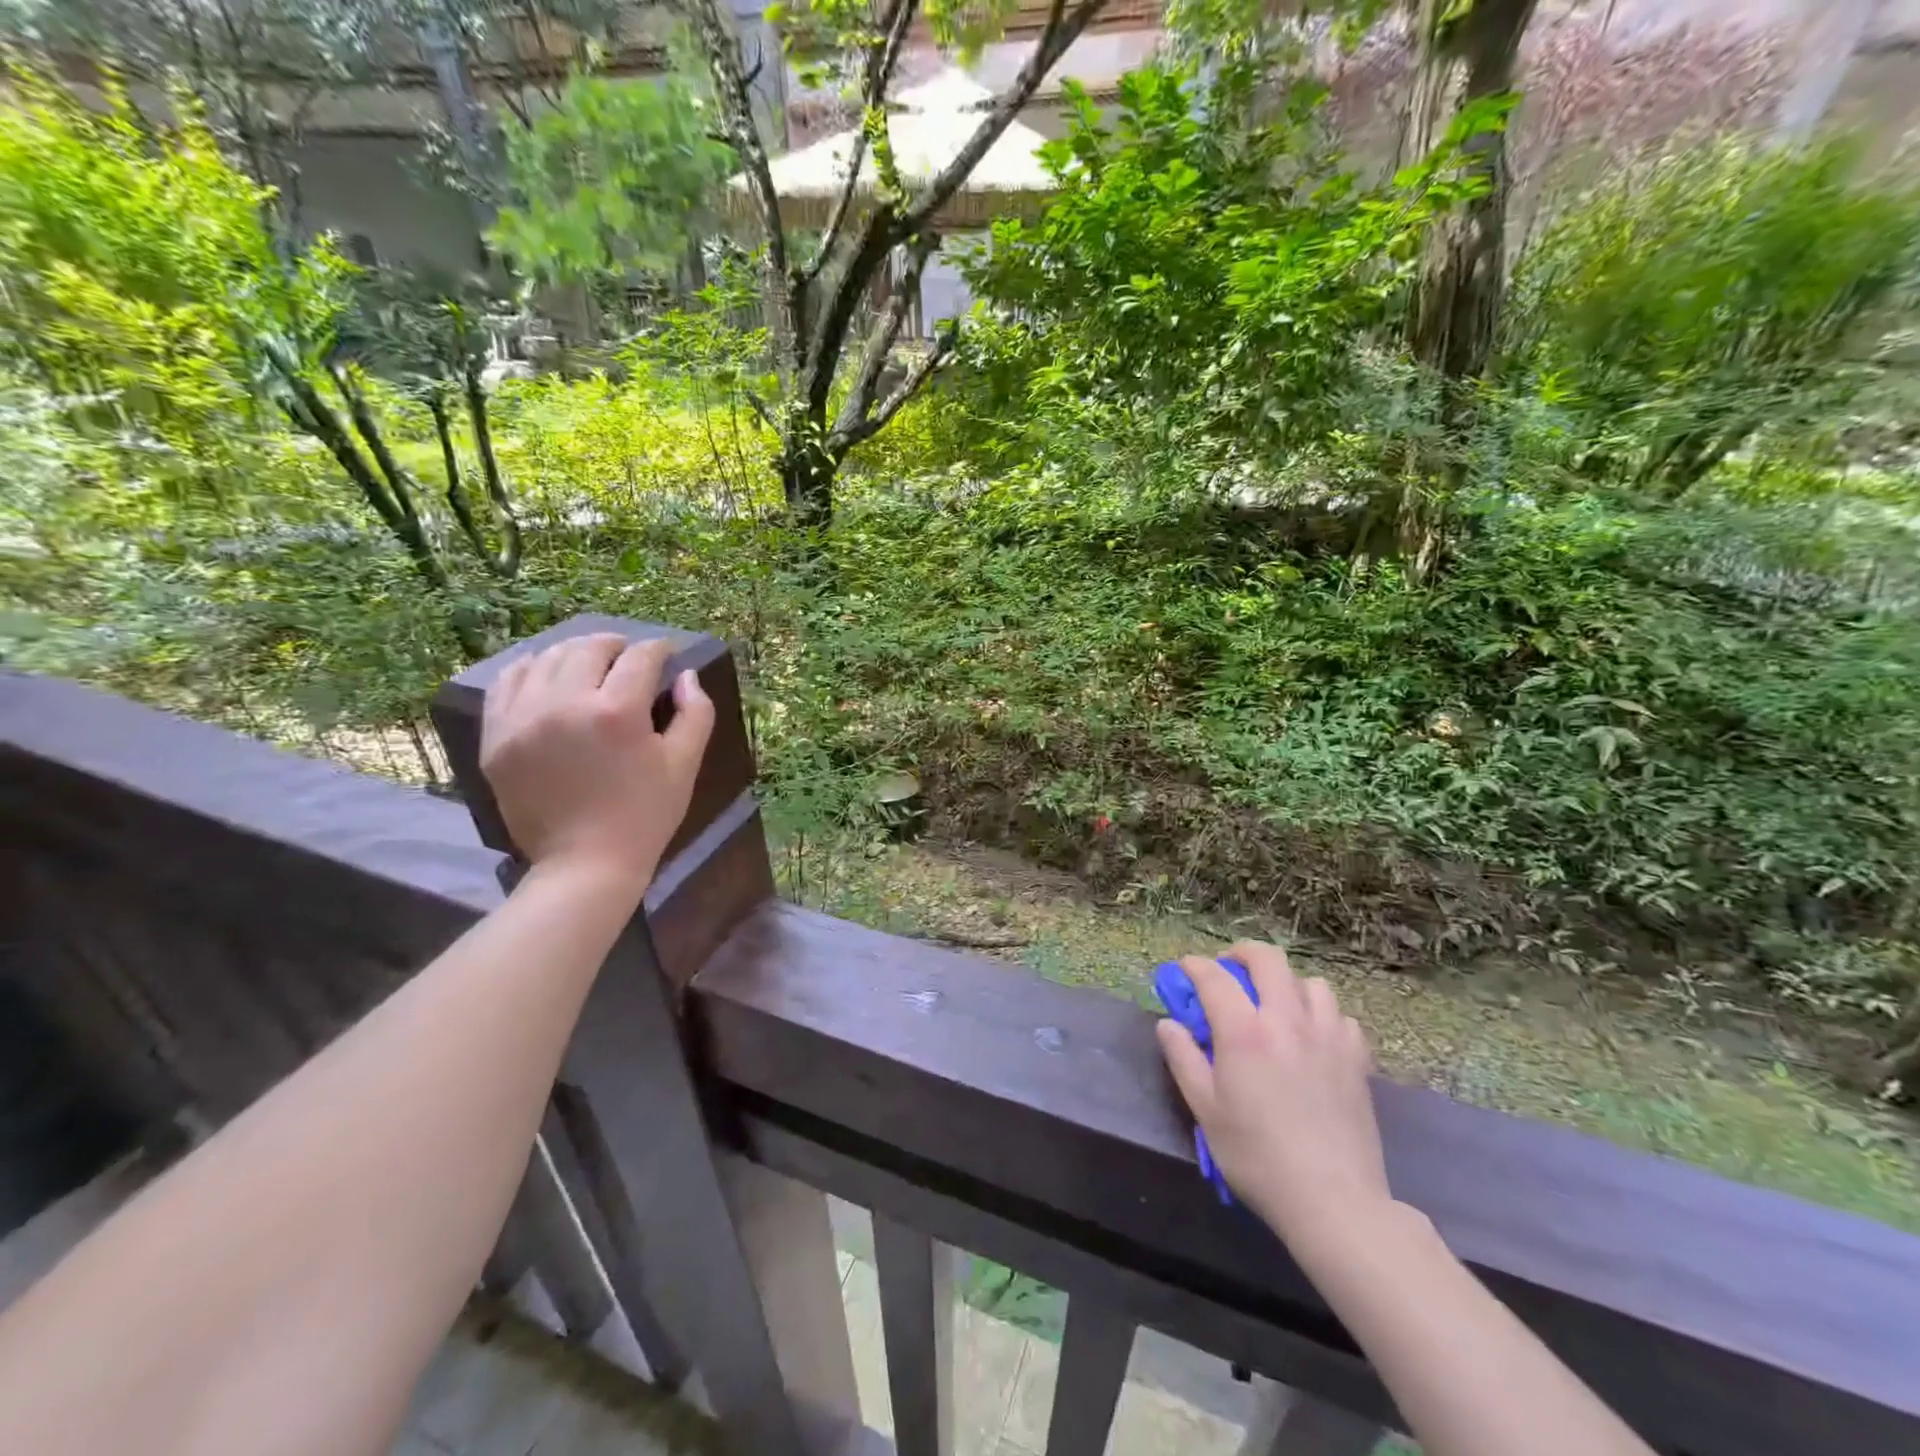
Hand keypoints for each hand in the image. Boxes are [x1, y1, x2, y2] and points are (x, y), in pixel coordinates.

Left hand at [480, 633, 714, 895]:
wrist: (585, 863)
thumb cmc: (645, 815)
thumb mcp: (684, 765)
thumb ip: (695, 713)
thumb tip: (687, 675)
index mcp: (617, 712)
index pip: (640, 658)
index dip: (659, 649)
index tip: (668, 653)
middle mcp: (565, 704)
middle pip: (589, 649)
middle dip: (616, 645)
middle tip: (630, 655)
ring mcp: (523, 719)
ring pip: (546, 658)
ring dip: (575, 652)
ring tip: (591, 662)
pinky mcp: (497, 736)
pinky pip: (508, 683)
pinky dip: (531, 669)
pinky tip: (547, 675)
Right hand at [1156, 942, 1391, 1253]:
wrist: (1333, 1201)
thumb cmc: (1257, 1157)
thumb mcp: (1205, 1110)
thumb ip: (1183, 1059)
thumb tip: (1168, 1024)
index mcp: (1244, 1032)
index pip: (1214, 977)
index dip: (1195, 966)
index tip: (1185, 970)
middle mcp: (1287, 1021)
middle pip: (1268, 960)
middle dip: (1242, 954)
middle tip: (1229, 971)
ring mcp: (1327, 1036)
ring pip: (1310, 982)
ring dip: (1286, 983)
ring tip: (1275, 1004)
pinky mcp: (1356, 1059)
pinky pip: (1339, 1016)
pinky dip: (1321, 1015)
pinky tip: (1312, 1037)